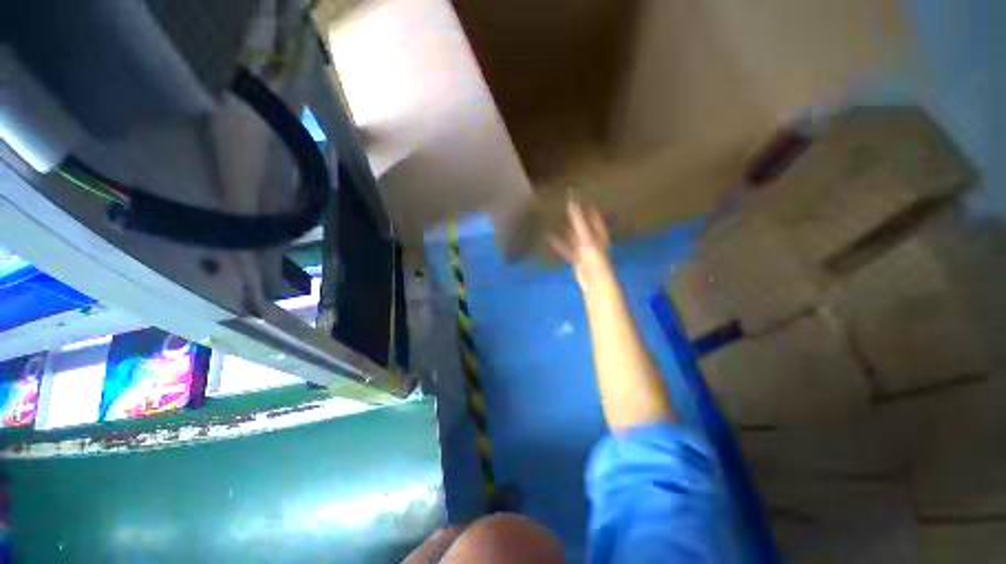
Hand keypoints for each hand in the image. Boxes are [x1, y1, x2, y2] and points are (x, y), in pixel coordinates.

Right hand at [549, 200, 612, 288]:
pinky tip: (549, 238)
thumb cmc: (593, 257)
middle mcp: (593, 240)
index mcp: (599, 233)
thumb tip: (571, 202)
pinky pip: (567, 248)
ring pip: (574, 236)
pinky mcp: (577, 259)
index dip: (585, 206)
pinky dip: (559, 243)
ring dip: (566, 230)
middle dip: (575, 217)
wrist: (594, 280)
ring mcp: (584, 250)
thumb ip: (578, 220)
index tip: (575, 196)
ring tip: (555, 221)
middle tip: (564, 207)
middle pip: (583, 225)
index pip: (592, 216)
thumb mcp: (585, 237)